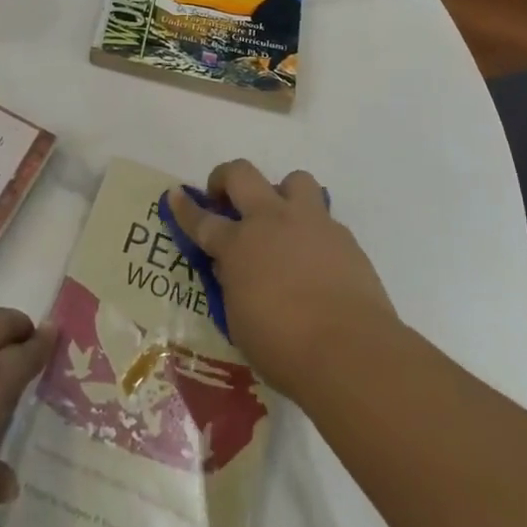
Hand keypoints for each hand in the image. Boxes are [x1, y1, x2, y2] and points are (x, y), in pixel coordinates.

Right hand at [168, 161, 397, 402]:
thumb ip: (233, 284)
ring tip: (281, 221)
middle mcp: (272, 221)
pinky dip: (313, 230)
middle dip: (225, 178)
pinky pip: (323, 218)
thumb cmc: (283, 347)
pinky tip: (315, 259)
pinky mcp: (344, 236)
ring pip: (294, 180)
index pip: (202, 219)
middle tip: (225, 198)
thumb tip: (233, 266)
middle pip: (242, 175)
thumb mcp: (239, 320)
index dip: (185, 207)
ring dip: (281, 193)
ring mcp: (311, 223)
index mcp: (238, 244)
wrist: (351, 352)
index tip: (175, 195)